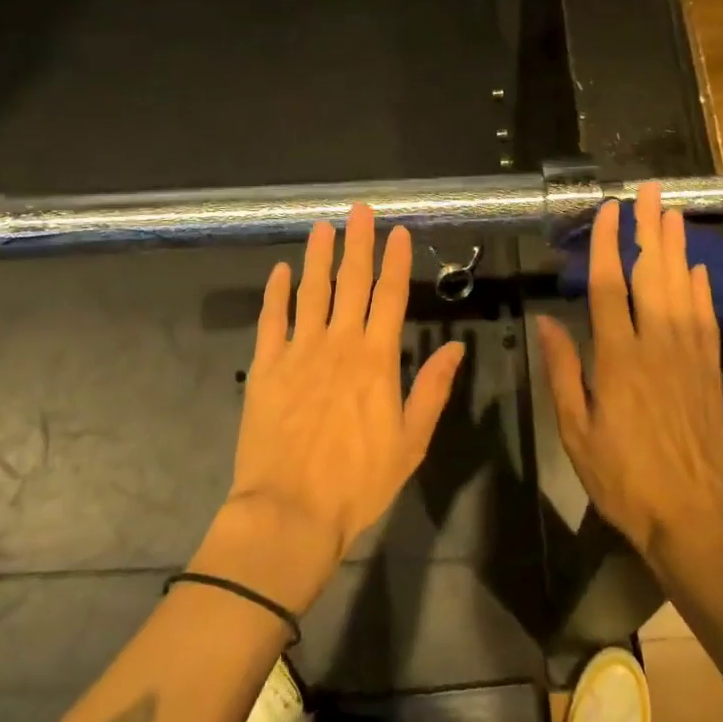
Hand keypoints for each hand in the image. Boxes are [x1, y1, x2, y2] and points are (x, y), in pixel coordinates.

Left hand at [214, 205, 464, 603]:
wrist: (290, 512)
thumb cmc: (358, 482)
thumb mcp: (411, 441)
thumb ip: (432, 389)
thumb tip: (457, 348)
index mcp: (376, 359)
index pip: (390, 296)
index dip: (394, 261)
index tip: (397, 231)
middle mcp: (339, 343)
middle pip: (351, 282)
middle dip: (357, 243)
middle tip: (359, 209)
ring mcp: (299, 351)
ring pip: (311, 291)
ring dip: (318, 256)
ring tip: (322, 226)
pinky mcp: (266, 367)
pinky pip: (271, 320)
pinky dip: (275, 293)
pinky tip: (280, 271)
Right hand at [536, 182, 722, 566]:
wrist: (693, 518)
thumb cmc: (623, 478)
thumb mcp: (576, 431)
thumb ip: (562, 371)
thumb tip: (547, 321)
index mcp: (618, 358)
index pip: (610, 287)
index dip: (608, 244)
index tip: (608, 210)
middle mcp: (656, 345)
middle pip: (653, 274)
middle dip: (649, 229)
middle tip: (650, 190)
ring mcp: (689, 355)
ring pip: (683, 288)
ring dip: (677, 247)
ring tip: (673, 212)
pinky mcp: (710, 370)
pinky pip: (707, 319)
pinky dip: (703, 289)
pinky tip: (699, 268)